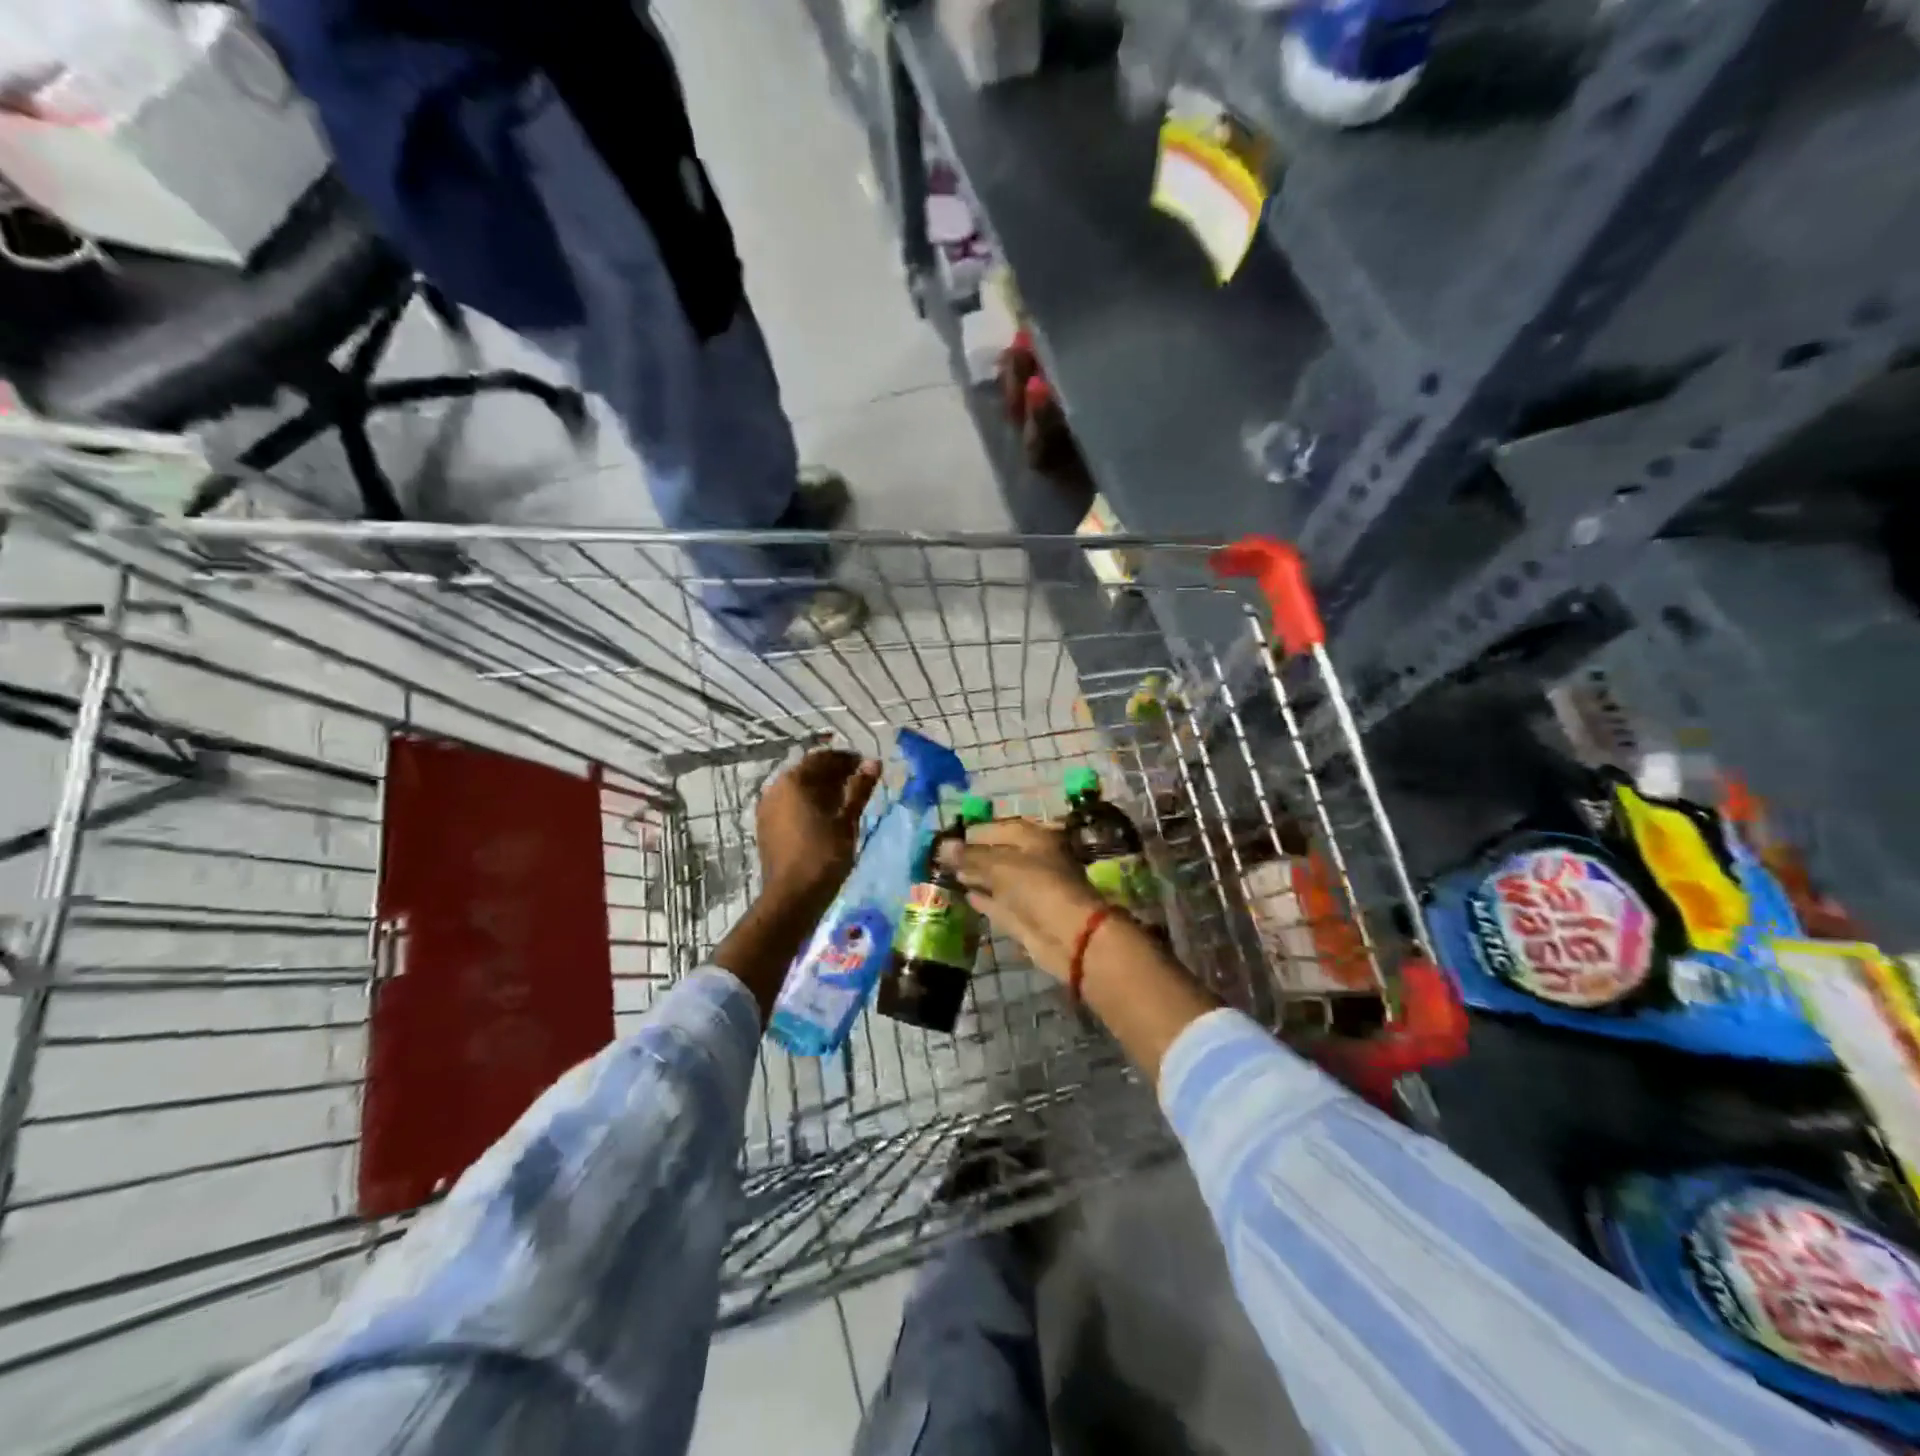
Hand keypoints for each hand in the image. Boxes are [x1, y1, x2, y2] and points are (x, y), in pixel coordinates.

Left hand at [757, 748, 880, 909]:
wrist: (793, 896)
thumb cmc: (825, 855)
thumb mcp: (847, 820)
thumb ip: (860, 788)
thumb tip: (874, 762)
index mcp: (795, 781)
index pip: (824, 758)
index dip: (847, 760)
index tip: (866, 768)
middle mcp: (776, 788)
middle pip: (808, 771)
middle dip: (834, 774)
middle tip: (858, 784)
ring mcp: (767, 807)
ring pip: (798, 788)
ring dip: (820, 789)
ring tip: (845, 802)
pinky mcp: (765, 826)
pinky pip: (789, 804)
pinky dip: (807, 804)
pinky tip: (824, 818)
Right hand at [936, 819, 1107, 981]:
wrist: (1067, 935)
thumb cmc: (1036, 886)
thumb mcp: (1000, 865)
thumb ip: (970, 856)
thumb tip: (942, 846)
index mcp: (1036, 839)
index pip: (1002, 828)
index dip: (976, 833)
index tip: (949, 838)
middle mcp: (1035, 861)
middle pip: (1000, 854)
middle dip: (973, 856)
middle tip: (943, 858)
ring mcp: (1030, 890)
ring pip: (998, 879)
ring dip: (976, 877)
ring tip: (949, 874)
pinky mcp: (1024, 916)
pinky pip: (1000, 902)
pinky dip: (984, 899)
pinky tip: (964, 895)